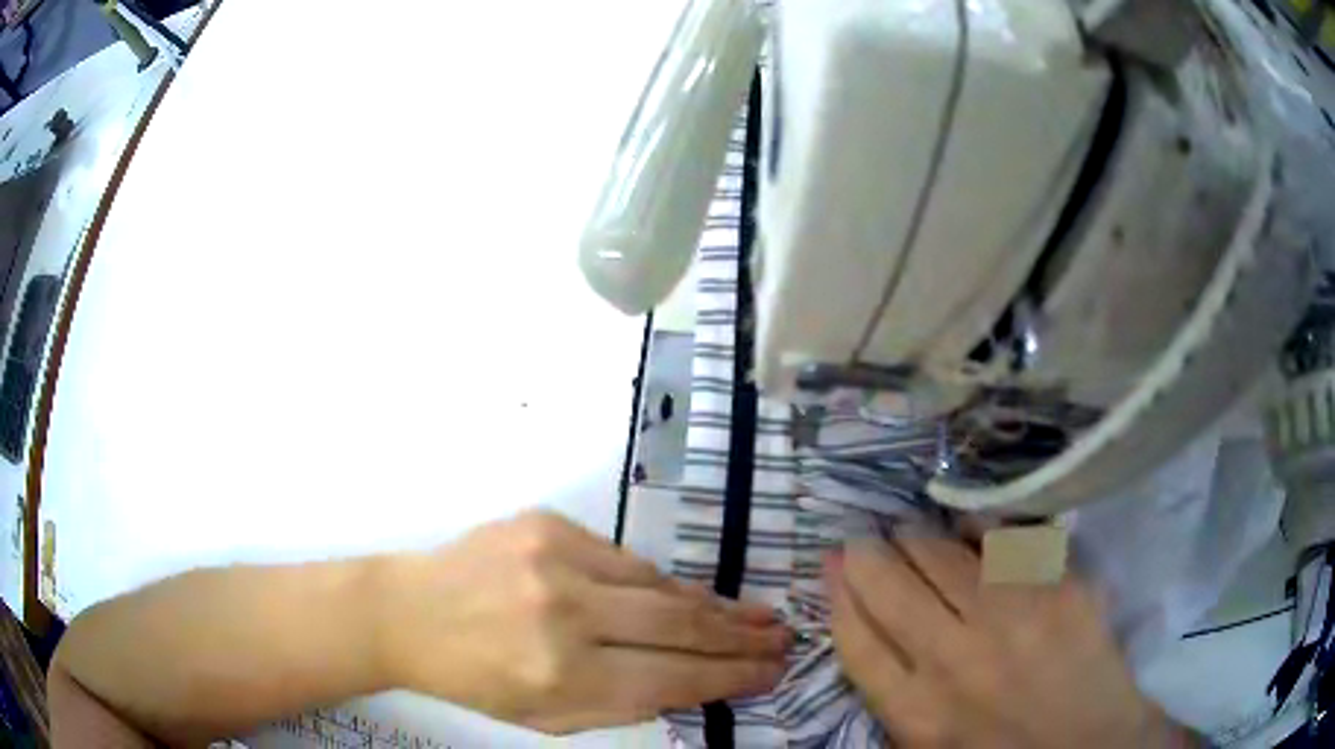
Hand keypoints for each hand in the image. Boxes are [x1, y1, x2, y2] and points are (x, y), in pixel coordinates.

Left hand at [378, 511, 787, 733]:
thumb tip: (694, 683)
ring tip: (752, 615)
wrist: (409, 614)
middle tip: (782, 637)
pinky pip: (624, 558)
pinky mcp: (547, 523)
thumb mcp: (549, 718)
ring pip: (659, 584)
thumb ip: (624, 703)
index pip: (673, 677)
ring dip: (711, 605)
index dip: (731, 677)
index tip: (771, 673)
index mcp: (562, 675)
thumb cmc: (477, 680)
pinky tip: (683, 595)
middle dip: (740, 636)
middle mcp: (565, 613)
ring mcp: (555, 559)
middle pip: (679, 625)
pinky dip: (656, 582)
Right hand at [827, 537, 1191, 747]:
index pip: (856, 637)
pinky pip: (1002, 539)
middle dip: (867, 554)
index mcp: (917, 711)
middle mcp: (954, 659)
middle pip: (889, 586)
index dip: (839, 593)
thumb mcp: (929, 747)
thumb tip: (871, 630)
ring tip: (909, 529)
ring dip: (914, 535)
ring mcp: (1010, 617)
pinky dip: (975, 528)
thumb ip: (895, 696)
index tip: (833, 564)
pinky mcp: (1057, 588)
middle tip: (865, 538)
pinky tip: (964, 527)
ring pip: (940, 553)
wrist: (1092, 744)